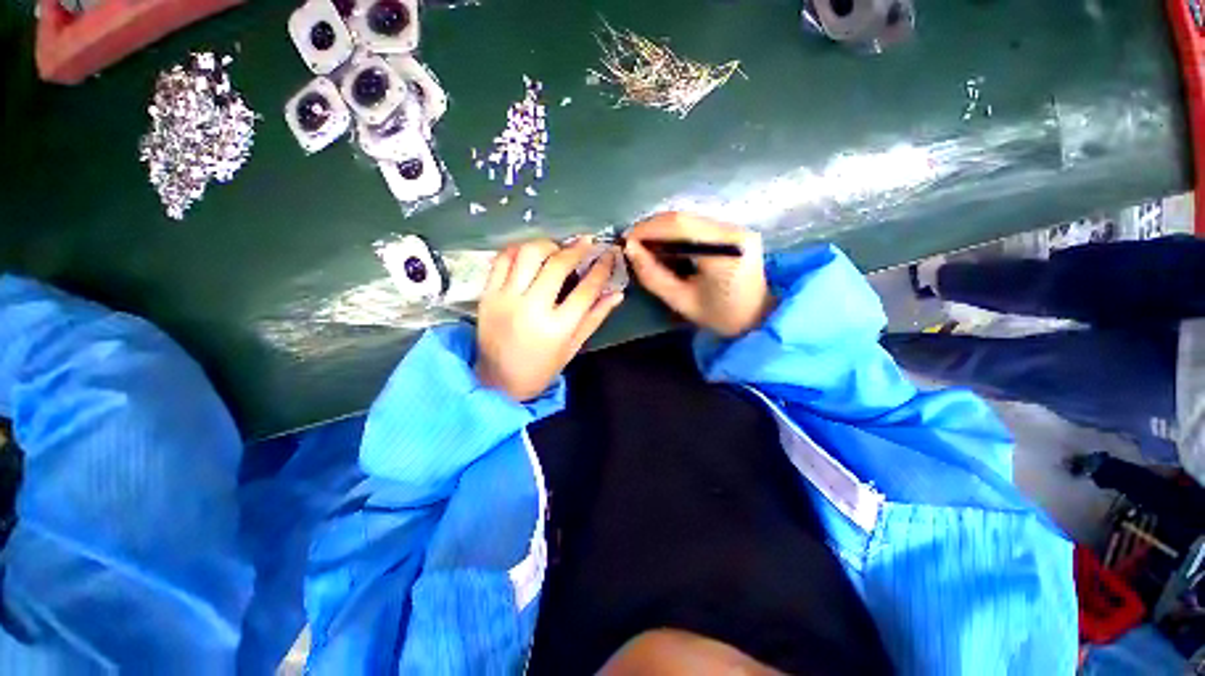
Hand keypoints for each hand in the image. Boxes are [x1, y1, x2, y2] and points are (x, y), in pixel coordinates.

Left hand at [476, 238, 624, 400]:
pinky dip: (519, 249)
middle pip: (557, 265)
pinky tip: (531, 253)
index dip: (601, 268)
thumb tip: (617, 293)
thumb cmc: (541, 368)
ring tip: (557, 249)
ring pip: (527, 254)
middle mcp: (531, 309)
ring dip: (547, 245)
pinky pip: (502, 260)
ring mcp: (506, 299)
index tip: (609, 254)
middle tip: (586, 242)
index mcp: (557, 328)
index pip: (586, 289)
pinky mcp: (487, 295)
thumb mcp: (573, 347)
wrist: (497, 381)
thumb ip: (595, 317)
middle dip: (576, 248)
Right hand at [624, 212, 773, 336]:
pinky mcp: (733, 231)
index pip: (679, 225)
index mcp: (725, 249)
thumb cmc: (720, 316)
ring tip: (644, 247)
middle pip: (683, 218)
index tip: (626, 241)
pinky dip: (675, 234)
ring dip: (662, 231)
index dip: (648, 229)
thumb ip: (653, 276)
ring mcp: (736, 227)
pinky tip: (664, 247)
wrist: (758, 318)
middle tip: (632, 245)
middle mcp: (733, 230)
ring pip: (688, 219)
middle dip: (652, 228)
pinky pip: (696, 226)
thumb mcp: (681, 301)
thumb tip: (630, 249)